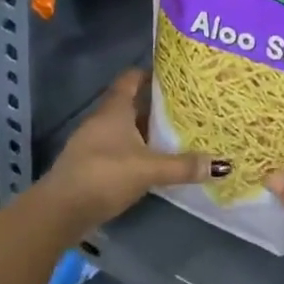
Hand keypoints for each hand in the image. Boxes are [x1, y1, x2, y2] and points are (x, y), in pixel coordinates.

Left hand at [40, 70, 225, 230]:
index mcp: (114, 109)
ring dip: (148, 130)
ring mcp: (95, 142)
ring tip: (179, 132)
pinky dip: (138, 150)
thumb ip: (183, 166)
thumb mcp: (149, 169)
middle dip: (157, 104)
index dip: (152, 73)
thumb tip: (222, 164)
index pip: (132, 78)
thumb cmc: (104, 175)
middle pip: (132, 103)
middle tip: (187, 106)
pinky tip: (156, 160)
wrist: (61, 210)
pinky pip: (121, 148)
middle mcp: (103, 119)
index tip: (176, 75)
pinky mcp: (93, 164)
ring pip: (127, 127)